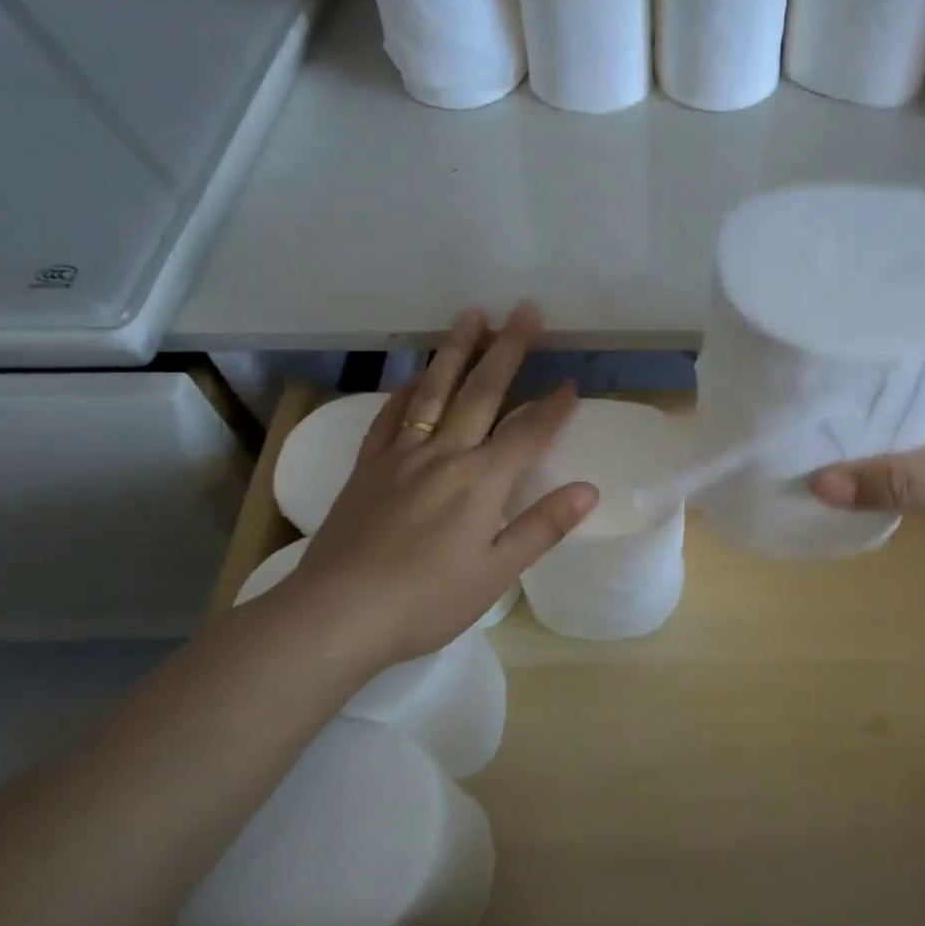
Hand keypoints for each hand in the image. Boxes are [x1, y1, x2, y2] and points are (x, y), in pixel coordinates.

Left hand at [273, 303, 596, 666]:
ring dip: (457, 351)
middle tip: (525, 310)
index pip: (528, 433)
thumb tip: (589, 490)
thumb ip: (542, 526)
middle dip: (508, 349)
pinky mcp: (368, 466)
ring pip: (435, 390)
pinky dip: (408, 389)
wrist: (335, 614)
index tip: (571, 383)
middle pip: (482, 392)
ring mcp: (401, 455)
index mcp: (480, 482)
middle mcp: (444, 455)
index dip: (554, 408)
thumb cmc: (426, 600)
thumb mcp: (496, 573)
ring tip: (473, 316)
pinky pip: (392, 415)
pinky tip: (417, 375)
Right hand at [809, 351, 924, 577]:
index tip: (796, 336)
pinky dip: (880, 441)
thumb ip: (898, 481)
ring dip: (861, 411)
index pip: (899, 325)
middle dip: (845, 375)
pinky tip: (843, 449)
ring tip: (801, 410)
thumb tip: (814, 483)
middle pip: (891, 365)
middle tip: (787, 377)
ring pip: (898, 401)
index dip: (849, 331)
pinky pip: (908, 433)